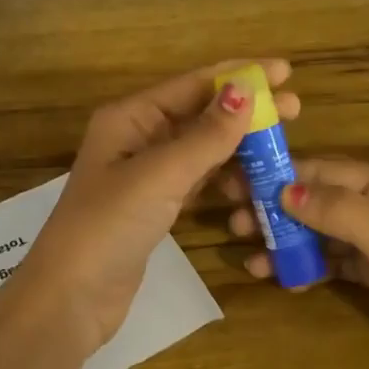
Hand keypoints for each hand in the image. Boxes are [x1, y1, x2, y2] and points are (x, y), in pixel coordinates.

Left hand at [6, 61, 300, 355]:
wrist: (71, 297)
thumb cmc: (109, 226)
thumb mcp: (160, 175)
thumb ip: (205, 136)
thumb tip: (245, 90)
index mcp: (130, 118)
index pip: (192, 84)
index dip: (239, 74)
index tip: (285, 71)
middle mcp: (138, 137)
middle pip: (200, 112)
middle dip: (246, 109)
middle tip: (296, 109)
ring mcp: (147, 174)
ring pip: (202, 147)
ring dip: (240, 144)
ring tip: (283, 145)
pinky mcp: (156, 206)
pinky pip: (199, 178)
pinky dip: (226, 175)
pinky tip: (254, 178)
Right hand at [226, 158, 368, 368]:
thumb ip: (342, 213)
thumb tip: (284, 190)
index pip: (326, 172)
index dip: (280, 176)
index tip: (235, 185)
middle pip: (319, 199)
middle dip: (276, 209)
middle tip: (233, 224)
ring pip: (320, 231)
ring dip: (285, 240)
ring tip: (248, 256)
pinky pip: (331, 260)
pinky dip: (304, 265)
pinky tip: (278, 277)